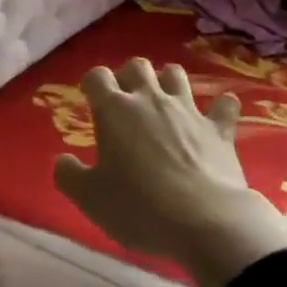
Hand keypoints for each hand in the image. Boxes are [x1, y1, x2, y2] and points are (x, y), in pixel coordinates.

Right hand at [53, 58, 286, 286]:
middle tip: (126, 101)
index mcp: (114, 110)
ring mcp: (187, 110)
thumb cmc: (138, 206)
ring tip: (164, 100)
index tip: (90, 100)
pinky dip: (221, 107)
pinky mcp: (218, 129)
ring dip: (167, 82)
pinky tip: (220, 113)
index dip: (92, 85)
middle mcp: (149, 99)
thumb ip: (69, 176)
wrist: (204, 221)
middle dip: (129, 76)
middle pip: (137, 65)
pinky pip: (224, 106)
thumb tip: (62, 161)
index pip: (97, 77)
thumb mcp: (90, 198)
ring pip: (176, 74)